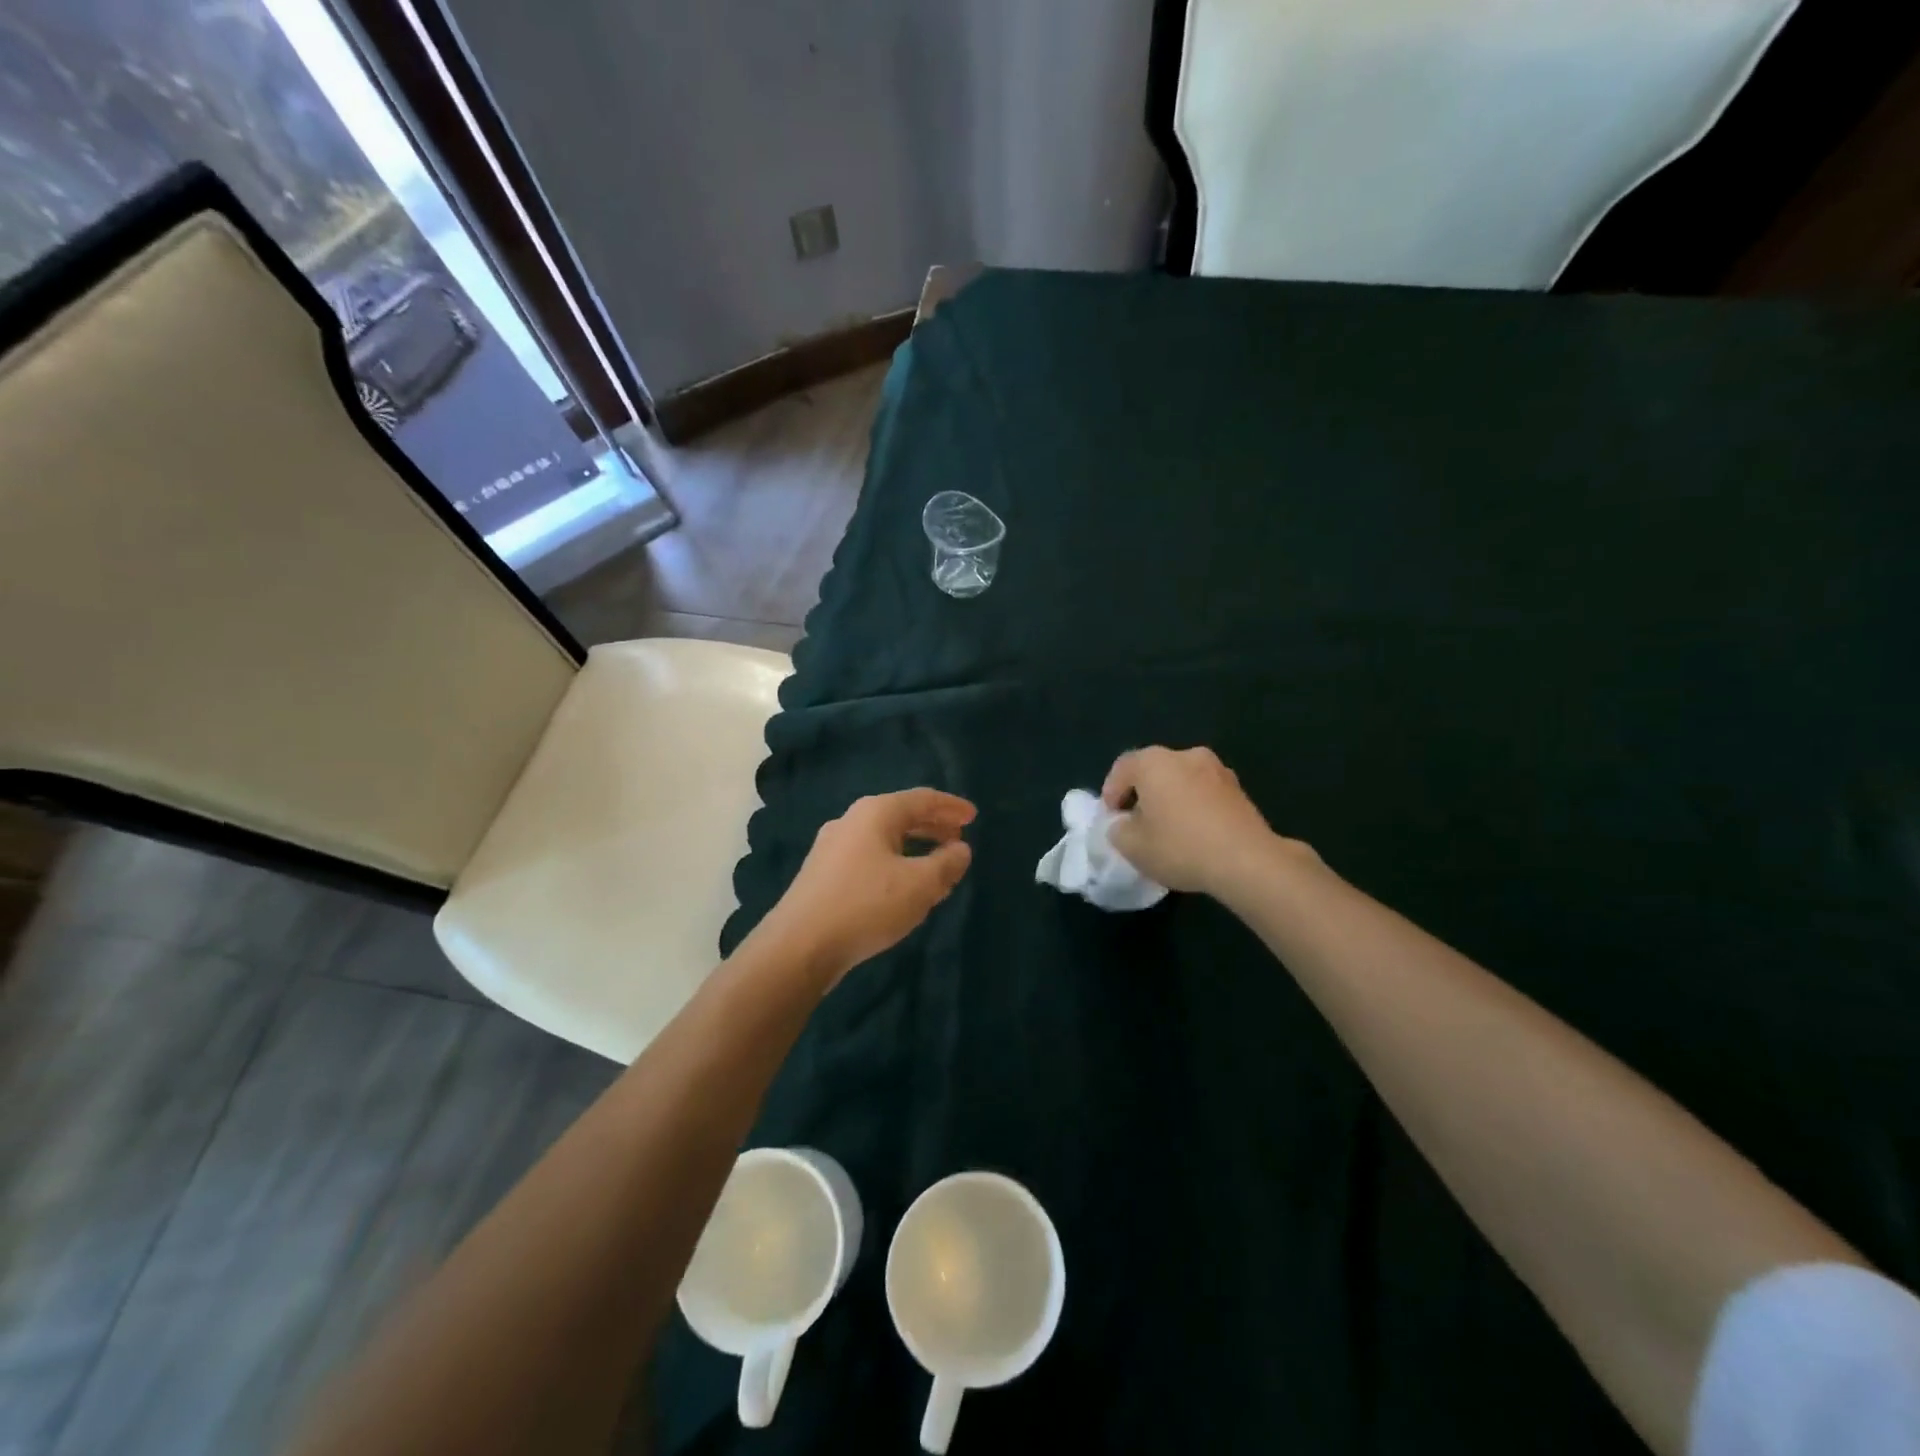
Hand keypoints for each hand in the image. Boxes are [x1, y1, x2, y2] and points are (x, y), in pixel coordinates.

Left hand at [756, 789, 975, 987]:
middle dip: (933, 826)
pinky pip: (870, 859)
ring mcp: (833, 848)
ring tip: (938, 867)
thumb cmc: (866, 905)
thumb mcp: (919, 885)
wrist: (799, 946)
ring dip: (916, 849)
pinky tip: (904, 888)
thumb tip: (961, 849)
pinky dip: (895, 864)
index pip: (922, 799)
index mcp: (875, 812)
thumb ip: (947, 863)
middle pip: (901, 816)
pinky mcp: (824, 875)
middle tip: (959, 839)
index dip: (951, 806)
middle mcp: (851, 822)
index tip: (973, 816)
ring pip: (885, 840)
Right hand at [1102, 747, 1302, 895]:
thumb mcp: (1132, 846)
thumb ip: (1117, 830)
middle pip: (1154, 770)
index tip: (1111, 818)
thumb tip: (1123, 823)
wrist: (1247, 861)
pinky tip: (1195, 833)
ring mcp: (1217, 770)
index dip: (1111, 792)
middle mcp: (1186, 755)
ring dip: (1171, 798)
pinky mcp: (1239, 790)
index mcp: (1154, 762)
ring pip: (1182, 780)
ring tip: (1168, 829)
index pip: (1122, 768)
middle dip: (1142, 793)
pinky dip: (1194, 806)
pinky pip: (1205, 793)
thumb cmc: (1180, 846)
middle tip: (1136, 822)